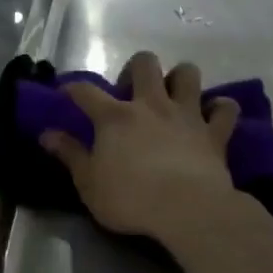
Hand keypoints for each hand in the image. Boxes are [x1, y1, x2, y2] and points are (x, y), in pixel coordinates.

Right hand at [39, 51, 243, 243]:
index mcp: (115, 117)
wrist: (187, 209)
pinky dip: (220, 108)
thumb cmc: (130, 199)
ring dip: (180, 79)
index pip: (86, 91)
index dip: (73, 89)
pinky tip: (213, 116)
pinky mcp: (215, 132)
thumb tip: (47, 134)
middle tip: (131, 94)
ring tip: (173, 97)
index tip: (67, 93)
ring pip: (187, 73)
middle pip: (145, 63)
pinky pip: (225, 108)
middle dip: (136, 70)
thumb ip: (70, 155)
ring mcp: (187, 114)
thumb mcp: (88, 183)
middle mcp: (152, 105)